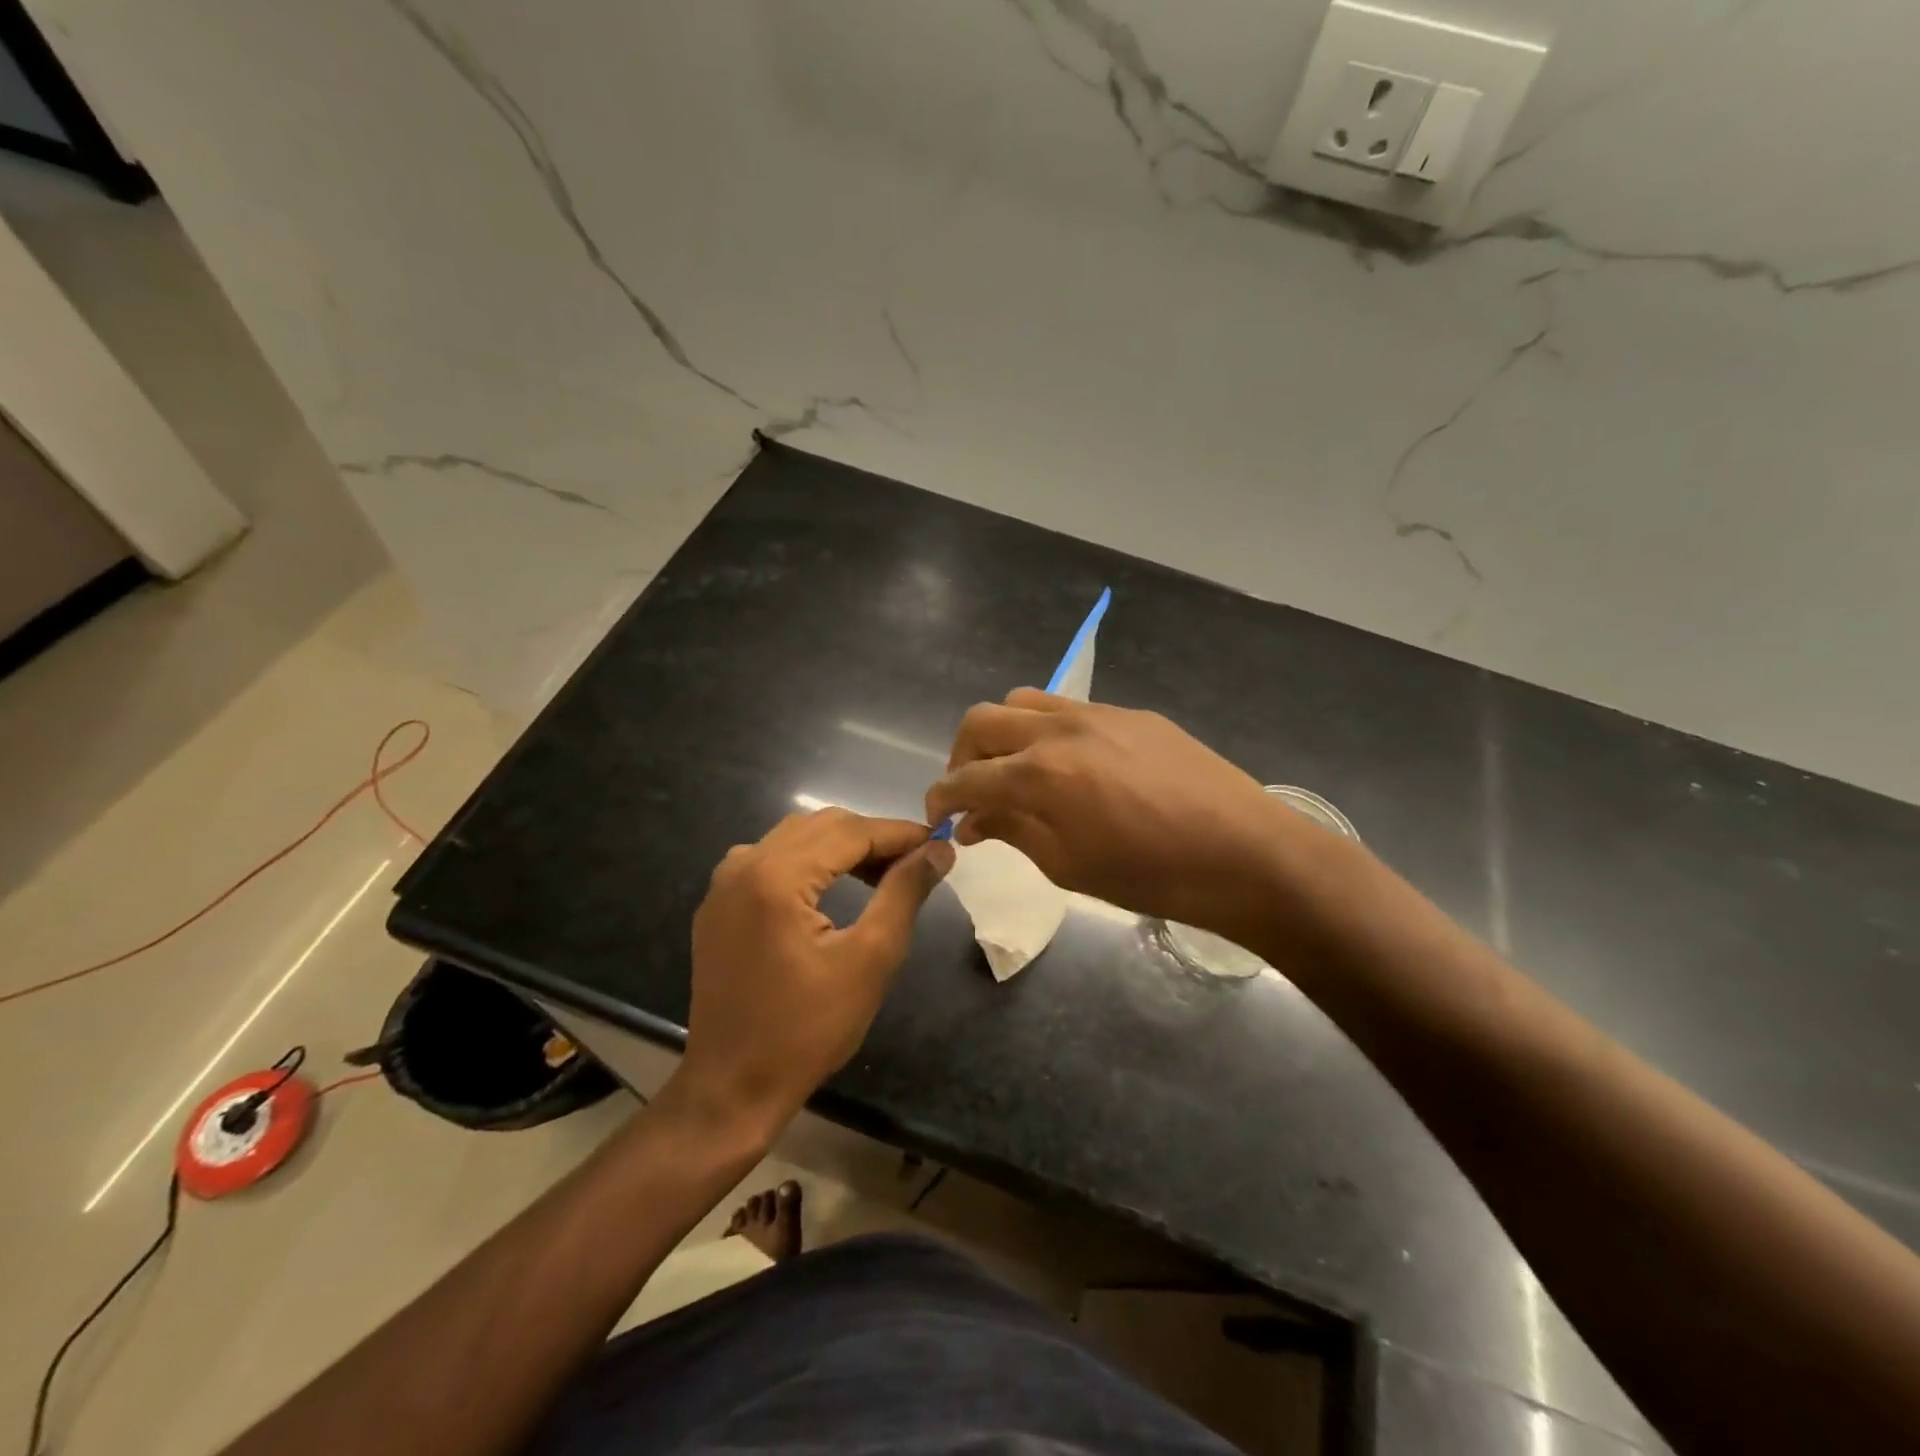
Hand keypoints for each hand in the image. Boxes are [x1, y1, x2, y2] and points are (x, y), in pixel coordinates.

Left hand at [673, 809, 953, 1138]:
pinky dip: (810, 862)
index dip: (899, 833)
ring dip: (842, 847)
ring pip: (795, 838)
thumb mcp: (870, 959)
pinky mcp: (719, 904)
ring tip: (882, 876)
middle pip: (821, 825)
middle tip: (916, 864)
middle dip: (872, 838)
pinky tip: (834, 888)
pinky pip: (771, 860)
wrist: (732, 1088)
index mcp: (775, 875)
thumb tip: (937, 850)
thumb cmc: (807, 1030)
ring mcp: (724, 883)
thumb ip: (904, 892)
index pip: (850, 831)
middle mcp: (743, 864)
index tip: (939, 844)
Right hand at [925, 690, 1292, 940]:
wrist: (1243, 853)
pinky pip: (1069, 708)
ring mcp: (1097, 713)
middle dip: (962, 756)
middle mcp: (1059, 730)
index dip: (941, 798)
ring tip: (1015, 769)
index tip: (937, 815)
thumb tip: (974, 822)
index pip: (966, 778)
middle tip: (972, 791)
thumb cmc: (1151, 875)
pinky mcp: (1131, 712)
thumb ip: (1013, 833)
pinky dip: (1047, 730)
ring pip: (1023, 701)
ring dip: (1002, 733)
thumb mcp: (1069, 866)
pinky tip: (1070, 765)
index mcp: (1039, 774)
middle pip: (982, 721)